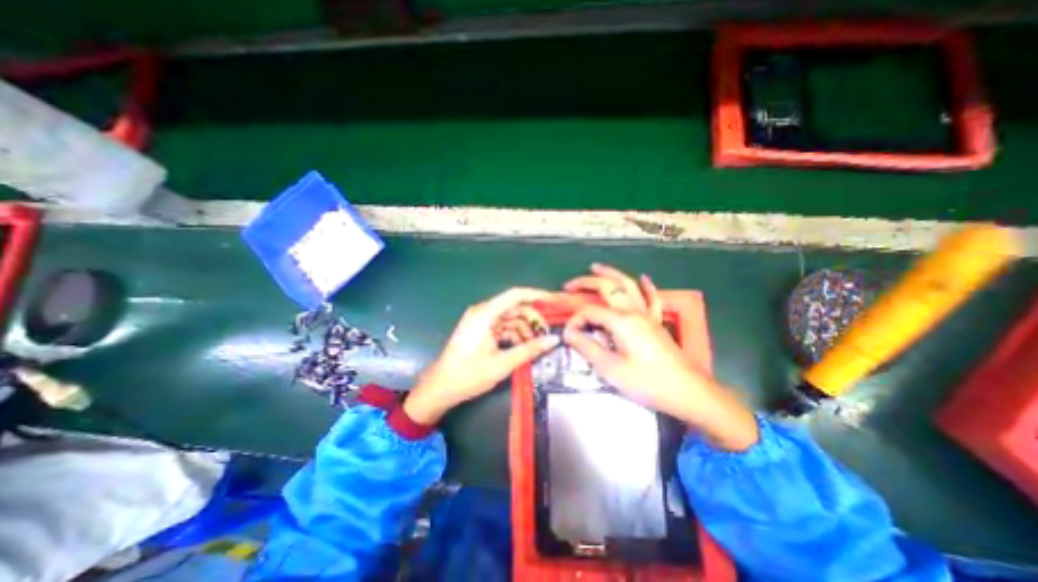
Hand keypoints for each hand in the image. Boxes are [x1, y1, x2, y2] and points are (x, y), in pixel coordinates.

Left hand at [404, 287, 560, 422]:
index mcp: (485, 314)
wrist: (440, 388)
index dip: (537, 295)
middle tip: (547, 335)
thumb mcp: (503, 364)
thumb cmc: (469, 375)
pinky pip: (503, 327)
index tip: (555, 300)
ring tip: (536, 346)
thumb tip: (553, 340)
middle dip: (533, 319)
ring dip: (524, 329)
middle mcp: (483, 312)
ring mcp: (481, 321)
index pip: (516, 295)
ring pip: (510, 318)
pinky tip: (523, 347)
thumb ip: (530, 350)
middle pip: (515, 307)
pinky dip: (514, 335)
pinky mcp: (481, 330)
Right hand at [564, 266, 759, 450]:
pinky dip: (646, 287)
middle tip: (569, 285)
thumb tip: (568, 333)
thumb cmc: (647, 382)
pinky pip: (652, 299)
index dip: (575, 321)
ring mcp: (648, 315)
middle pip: (608, 288)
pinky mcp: (657, 323)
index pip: (590, 312)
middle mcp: (634, 312)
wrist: (688, 392)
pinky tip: (643, 278)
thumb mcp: (610, 369)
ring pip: (629, 286)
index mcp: (621, 321)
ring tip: (596, 267)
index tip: (568, 337)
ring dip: (611, 274)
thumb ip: (587, 348)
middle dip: (586, 283)